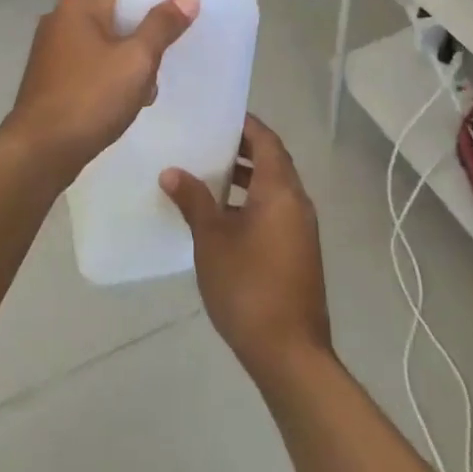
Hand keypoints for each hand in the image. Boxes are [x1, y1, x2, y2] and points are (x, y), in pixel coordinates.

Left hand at [2, 0, 199, 188]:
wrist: (40, 152)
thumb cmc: (91, 98)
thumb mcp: (137, 60)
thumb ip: (163, 25)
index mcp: (76, 6)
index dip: (149, 12)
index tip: (168, 37)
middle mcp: (58, 20)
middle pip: (114, 21)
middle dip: (139, 47)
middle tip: (153, 75)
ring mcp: (49, 51)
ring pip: (102, 48)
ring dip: (124, 69)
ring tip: (139, 97)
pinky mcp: (47, 79)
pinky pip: (86, 69)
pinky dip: (104, 82)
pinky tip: (116, 108)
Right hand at [161, 114, 331, 379]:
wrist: (290, 355)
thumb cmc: (249, 287)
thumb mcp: (212, 240)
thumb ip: (193, 201)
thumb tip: (171, 172)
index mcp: (281, 190)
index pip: (266, 140)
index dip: (245, 125)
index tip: (217, 116)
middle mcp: (297, 202)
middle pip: (273, 161)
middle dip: (243, 149)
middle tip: (207, 142)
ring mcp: (301, 230)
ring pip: (274, 188)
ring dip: (247, 178)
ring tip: (209, 175)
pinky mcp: (298, 253)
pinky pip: (276, 210)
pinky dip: (253, 202)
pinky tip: (223, 217)